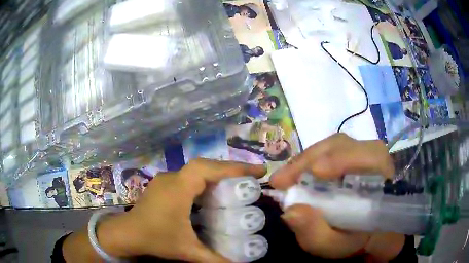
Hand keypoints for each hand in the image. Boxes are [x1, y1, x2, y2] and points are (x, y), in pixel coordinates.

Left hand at [63, 159, 265, 262]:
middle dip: (230, 168)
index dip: (234, 166)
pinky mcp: (164, 185)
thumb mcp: (187, 251)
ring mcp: (166, 180)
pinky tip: (214, 192)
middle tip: (252, 176)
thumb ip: (214, 259)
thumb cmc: (155, 239)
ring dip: (218, 172)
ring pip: (197, 170)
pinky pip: (190, 177)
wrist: (126, 234)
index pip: (208, 169)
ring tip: (238, 182)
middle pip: (205, 166)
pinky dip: (206, 180)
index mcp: (178, 189)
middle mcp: (172, 178)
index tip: (258, 170)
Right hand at [269, 133, 404, 260]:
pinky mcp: (347, 155)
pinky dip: (308, 161)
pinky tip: (295, 174)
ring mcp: (359, 154)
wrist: (360, 232)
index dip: (344, 159)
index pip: (372, 158)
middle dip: (311, 158)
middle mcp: (374, 161)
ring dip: (306, 159)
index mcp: (381, 182)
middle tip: (282, 179)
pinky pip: (327, 150)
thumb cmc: (352, 239)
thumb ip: (316, 233)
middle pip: (345, 145)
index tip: (314, 171)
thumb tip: (290, 212)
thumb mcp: (333, 245)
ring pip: (334, 145)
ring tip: (285, 178)